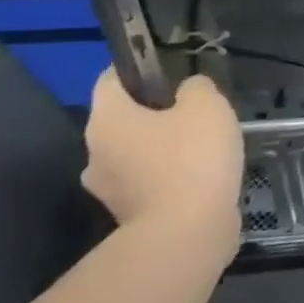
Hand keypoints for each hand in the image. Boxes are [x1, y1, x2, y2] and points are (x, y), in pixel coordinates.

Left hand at [82, 68, 243, 257]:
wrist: (186, 234)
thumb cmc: (192, 158)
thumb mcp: (207, 104)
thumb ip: (196, 87)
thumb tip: (188, 91)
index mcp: (107, 119)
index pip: (110, 80)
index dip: (138, 68)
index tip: (170, 68)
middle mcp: (95, 152)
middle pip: (123, 119)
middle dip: (154, 112)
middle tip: (194, 108)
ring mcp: (108, 189)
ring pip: (136, 152)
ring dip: (162, 146)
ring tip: (203, 144)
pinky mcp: (128, 215)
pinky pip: (147, 181)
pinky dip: (168, 175)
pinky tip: (200, 174)